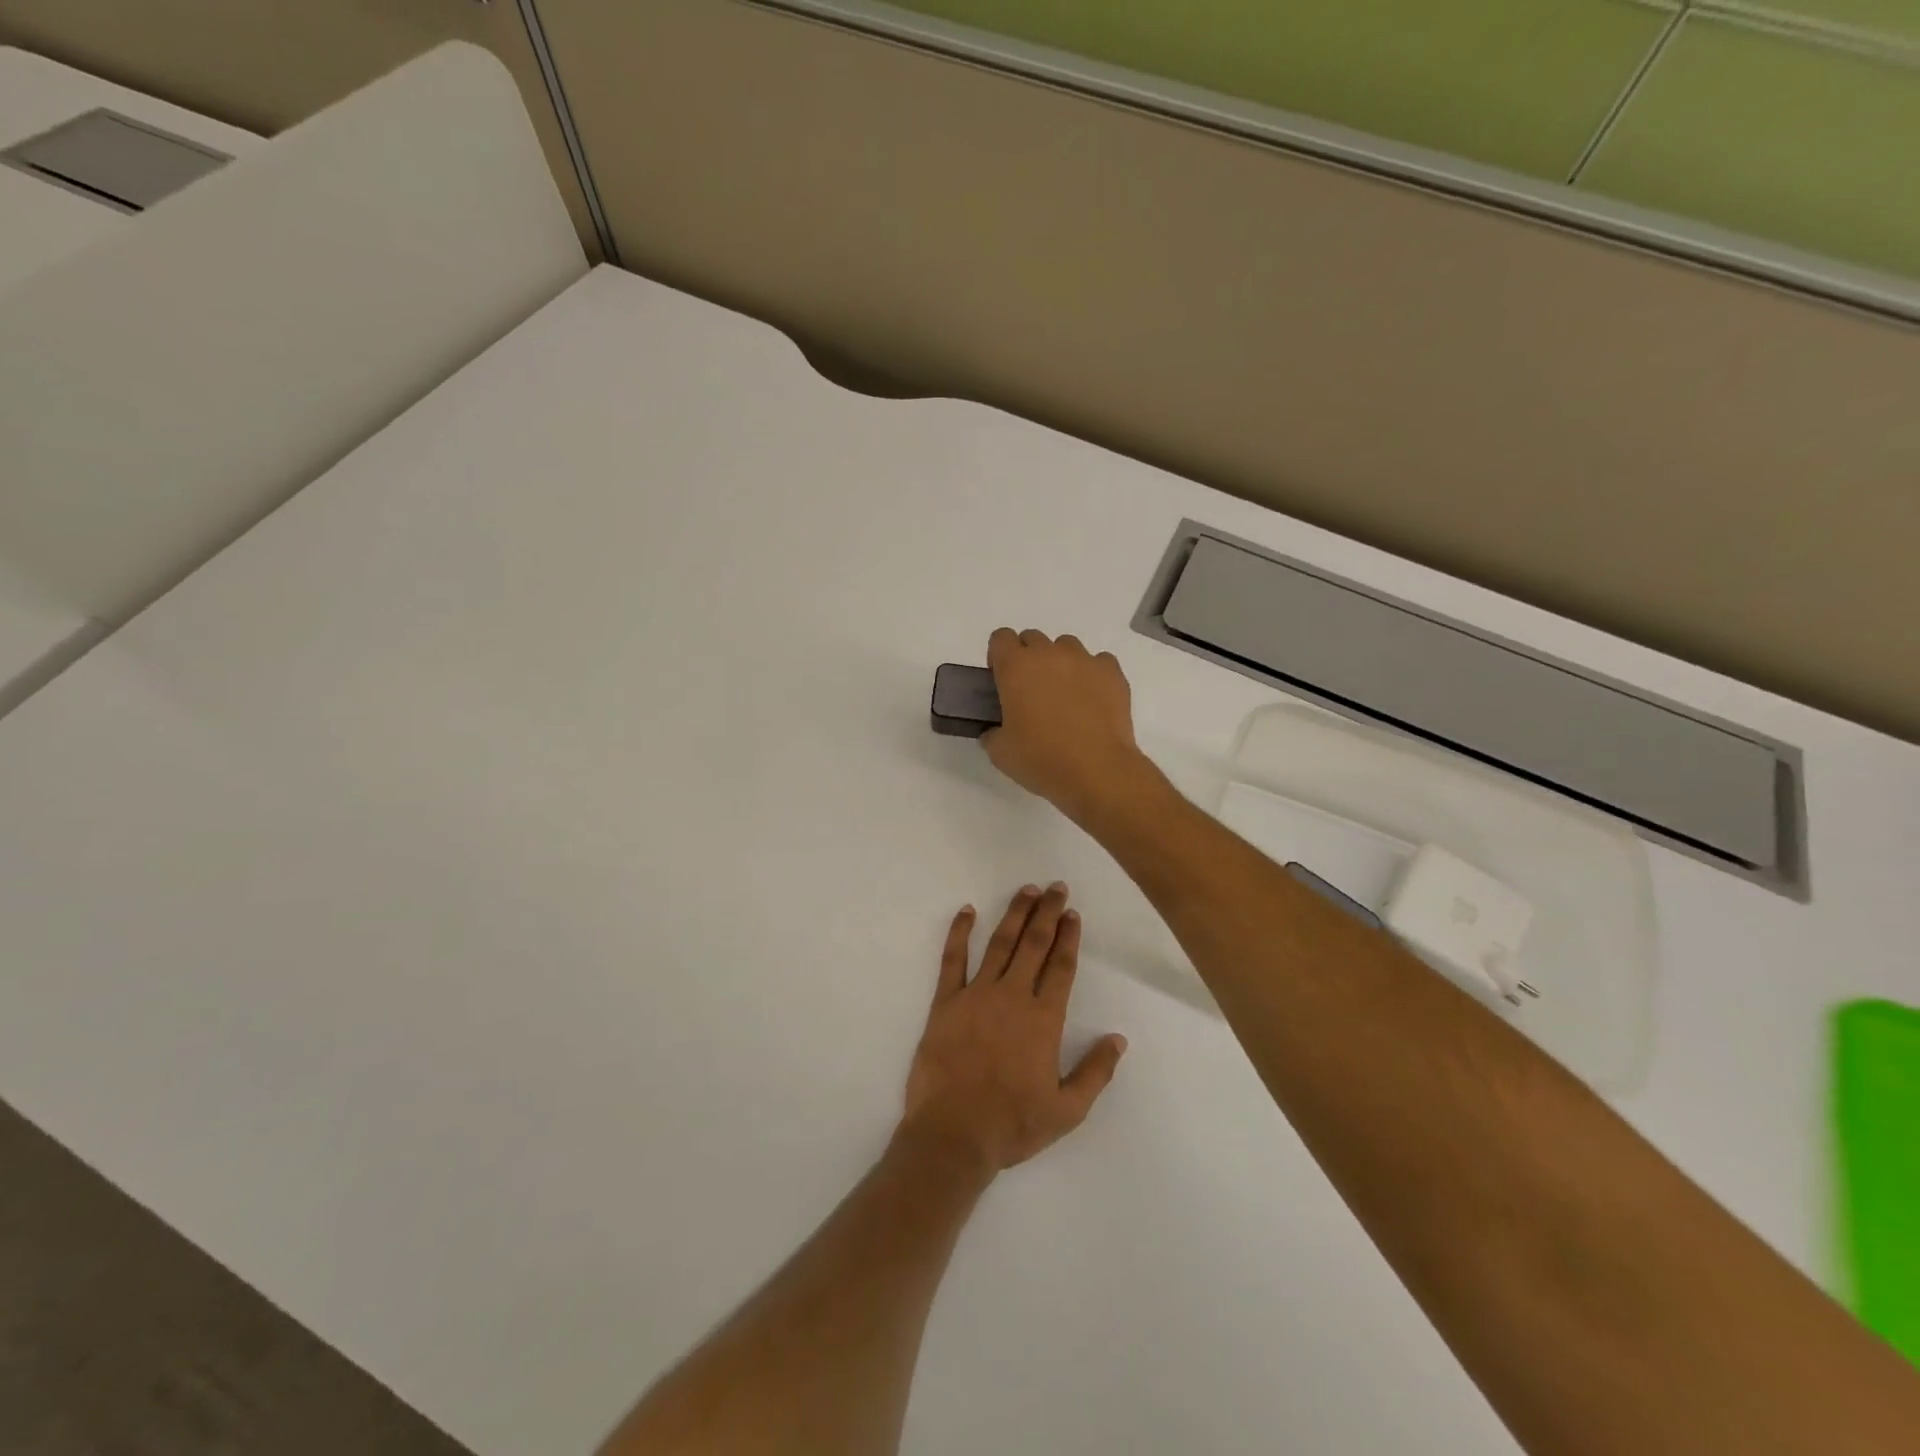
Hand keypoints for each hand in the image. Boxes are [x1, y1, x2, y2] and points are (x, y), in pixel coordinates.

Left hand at [900, 885, 1127, 1176]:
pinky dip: (959, 933)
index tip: (1073, 913)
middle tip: (1055, 887)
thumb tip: (1118, 1039)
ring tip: (1026, 891)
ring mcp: (976, 995)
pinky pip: (952, 960)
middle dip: (1047, 913)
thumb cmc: (1012, 1124)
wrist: (953, 1134)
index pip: (1061, 966)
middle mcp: (1012, 996)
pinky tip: (967, 911)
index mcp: (1043, 1019)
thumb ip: (1096, 1072)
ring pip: (999, 944)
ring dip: (1014, 915)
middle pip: (1034, 945)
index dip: (1068, 937)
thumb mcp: (1067, 1110)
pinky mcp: (945, 1002)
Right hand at [982, 629, 1150, 825]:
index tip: (1002, 681)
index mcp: (1016, 667)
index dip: (999, 657)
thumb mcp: (1000, 752)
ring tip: (1065, 697)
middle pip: (1033, 638)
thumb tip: (996, 731)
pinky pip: (1098, 662)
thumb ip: (992, 733)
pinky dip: (1092, 675)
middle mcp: (1049, 654)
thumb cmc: (1041, 760)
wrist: (1097, 771)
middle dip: (1029, 659)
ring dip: (1061, 664)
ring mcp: (1084, 660)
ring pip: (1066, 647)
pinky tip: (1092, 701)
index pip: (1001, 638)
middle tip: (1032, 692)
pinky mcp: (1113, 673)